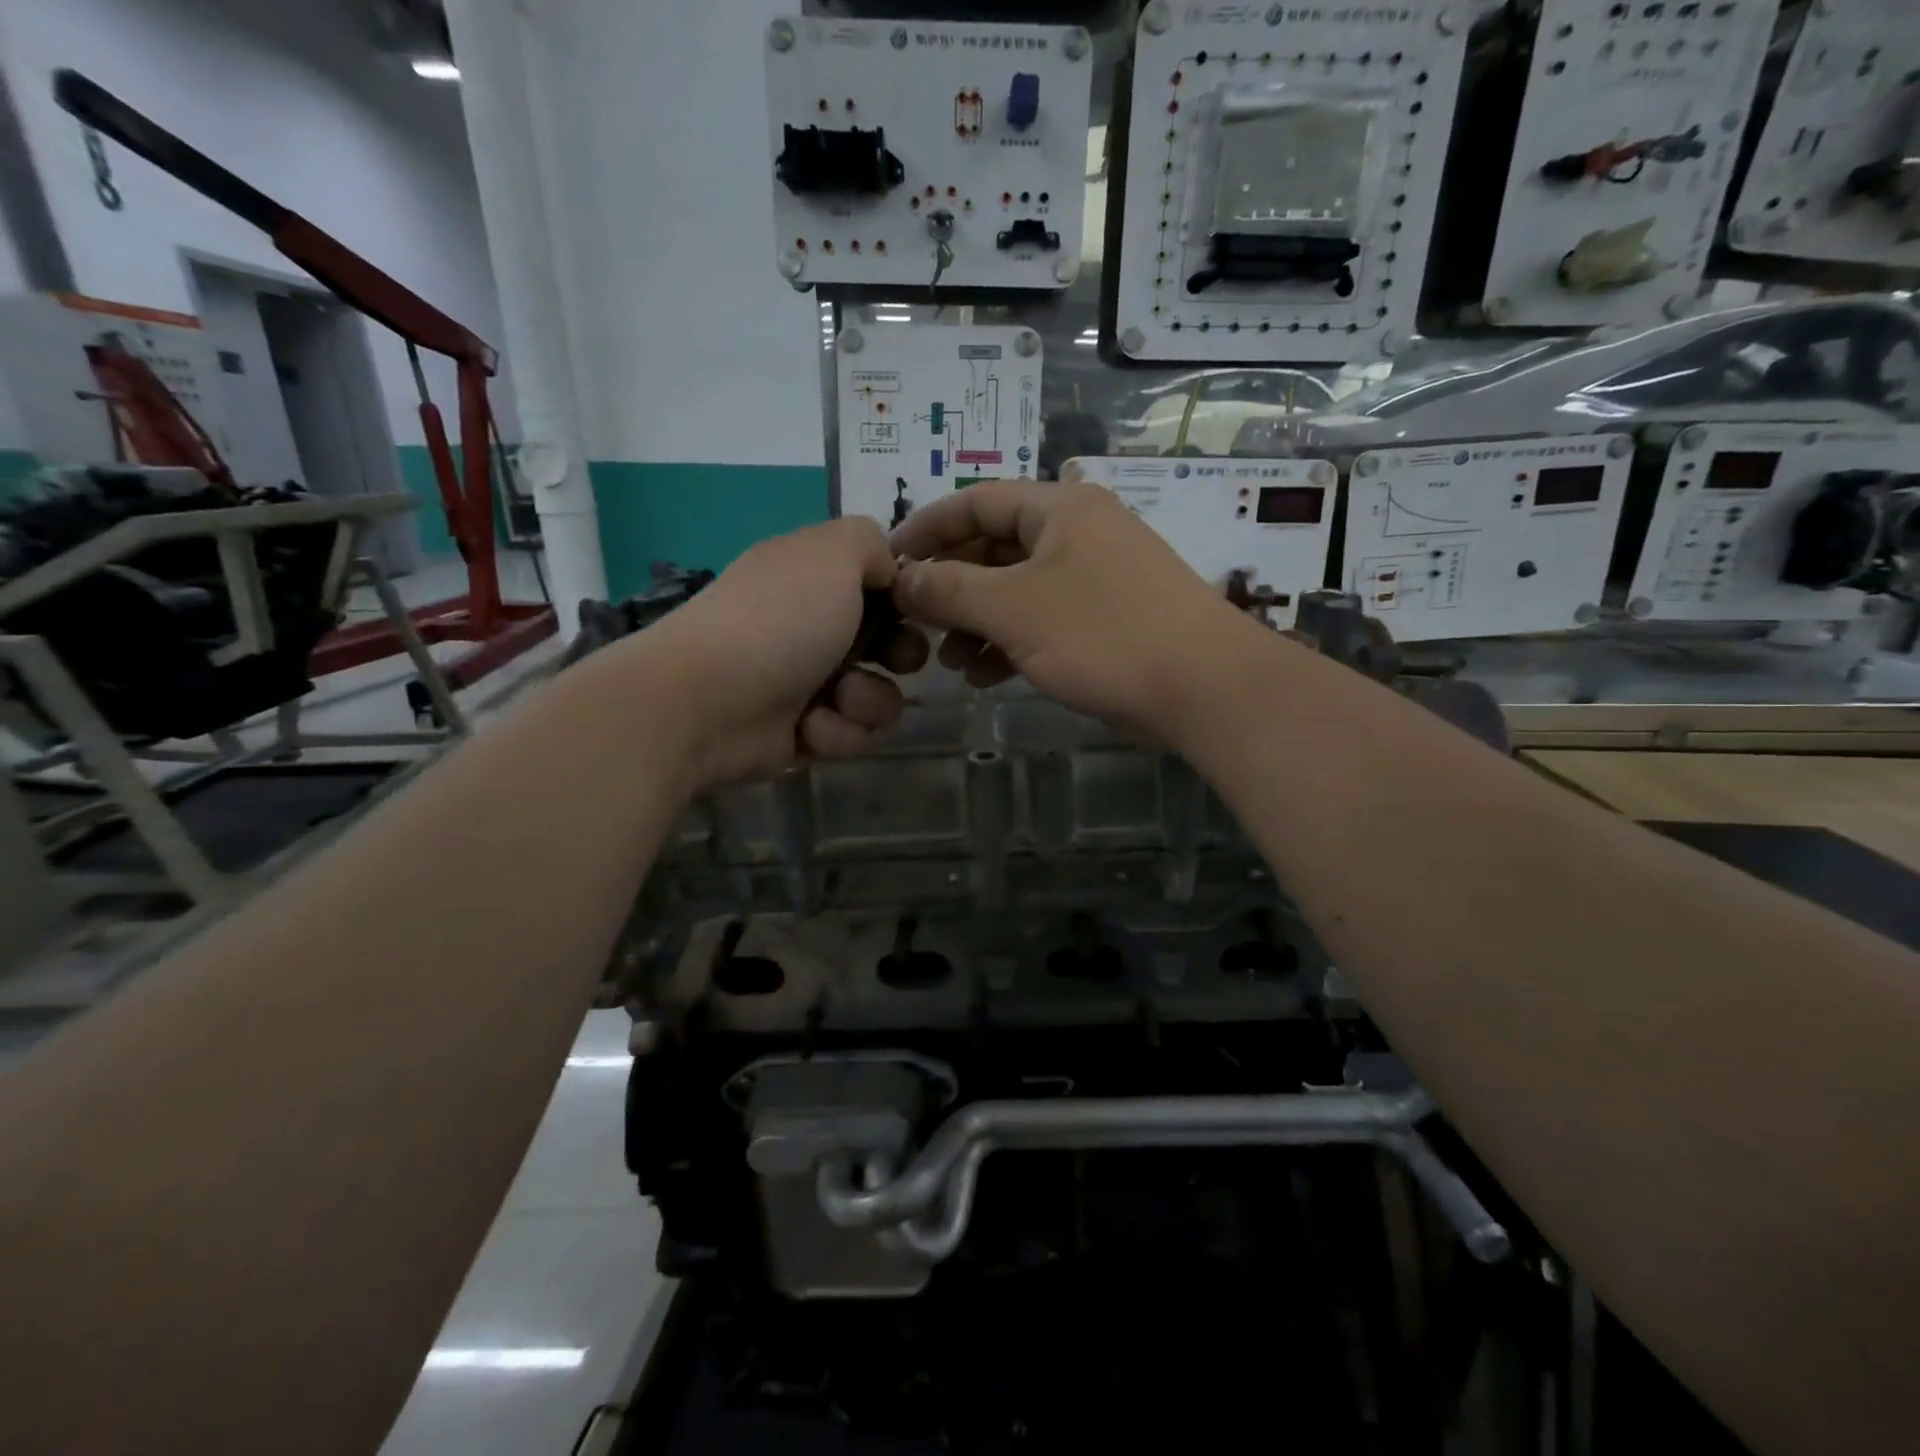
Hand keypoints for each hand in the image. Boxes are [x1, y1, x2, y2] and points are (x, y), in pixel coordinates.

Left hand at [607, 518, 928, 786]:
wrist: (707, 703)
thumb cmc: (777, 621)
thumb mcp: (832, 554)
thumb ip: (872, 544)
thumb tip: (889, 572)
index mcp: (815, 579)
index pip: (880, 585)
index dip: (905, 599)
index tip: (917, 608)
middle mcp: (813, 628)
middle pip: (890, 644)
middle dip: (901, 654)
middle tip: (893, 659)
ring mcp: (808, 683)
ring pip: (879, 696)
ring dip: (869, 700)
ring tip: (837, 700)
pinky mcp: (805, 733)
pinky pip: (851, 734)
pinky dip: (837, 732)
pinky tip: (810, 728)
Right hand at [891, 479, 1262, 745]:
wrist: (1203, 687)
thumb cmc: (1102, 634)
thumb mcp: (1013, 608)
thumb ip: (949, 589)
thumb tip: (902, 578)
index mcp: (1059, 508)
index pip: (975, 501)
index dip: (926, 528)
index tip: (887, 561)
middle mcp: (1079, 531)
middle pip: (995, 546)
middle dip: (951, 586)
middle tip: (915, 622)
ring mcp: (1098, 575)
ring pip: (1017, 589)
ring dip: (978, 621)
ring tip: (949, 660)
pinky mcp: (1109, 617)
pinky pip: (1044, 618)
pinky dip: (1011, 641)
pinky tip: (987, 675)